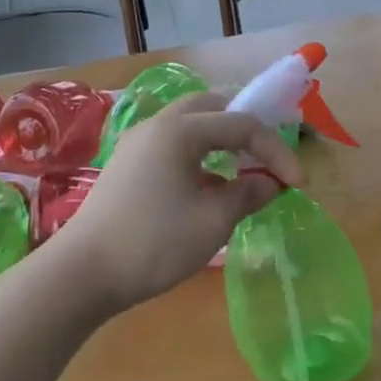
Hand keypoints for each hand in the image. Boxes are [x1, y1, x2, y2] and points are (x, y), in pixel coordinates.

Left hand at [45, 93, 303, 312]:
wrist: (83, 272)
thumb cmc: (154, 243)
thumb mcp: (212, 222)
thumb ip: (247, 194)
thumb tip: (270, 182)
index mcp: (179, 130)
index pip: (241, 124)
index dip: (275, 150)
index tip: (297, 183)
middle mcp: (156, 126)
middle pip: (210, 108)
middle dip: (245, 129)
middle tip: (268, 156)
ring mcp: (136, 144)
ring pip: (188, 126)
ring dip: (220, 141)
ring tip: (243, 170)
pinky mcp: (126, 166)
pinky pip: (171, 146)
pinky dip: (198, 155)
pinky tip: (208, 187)